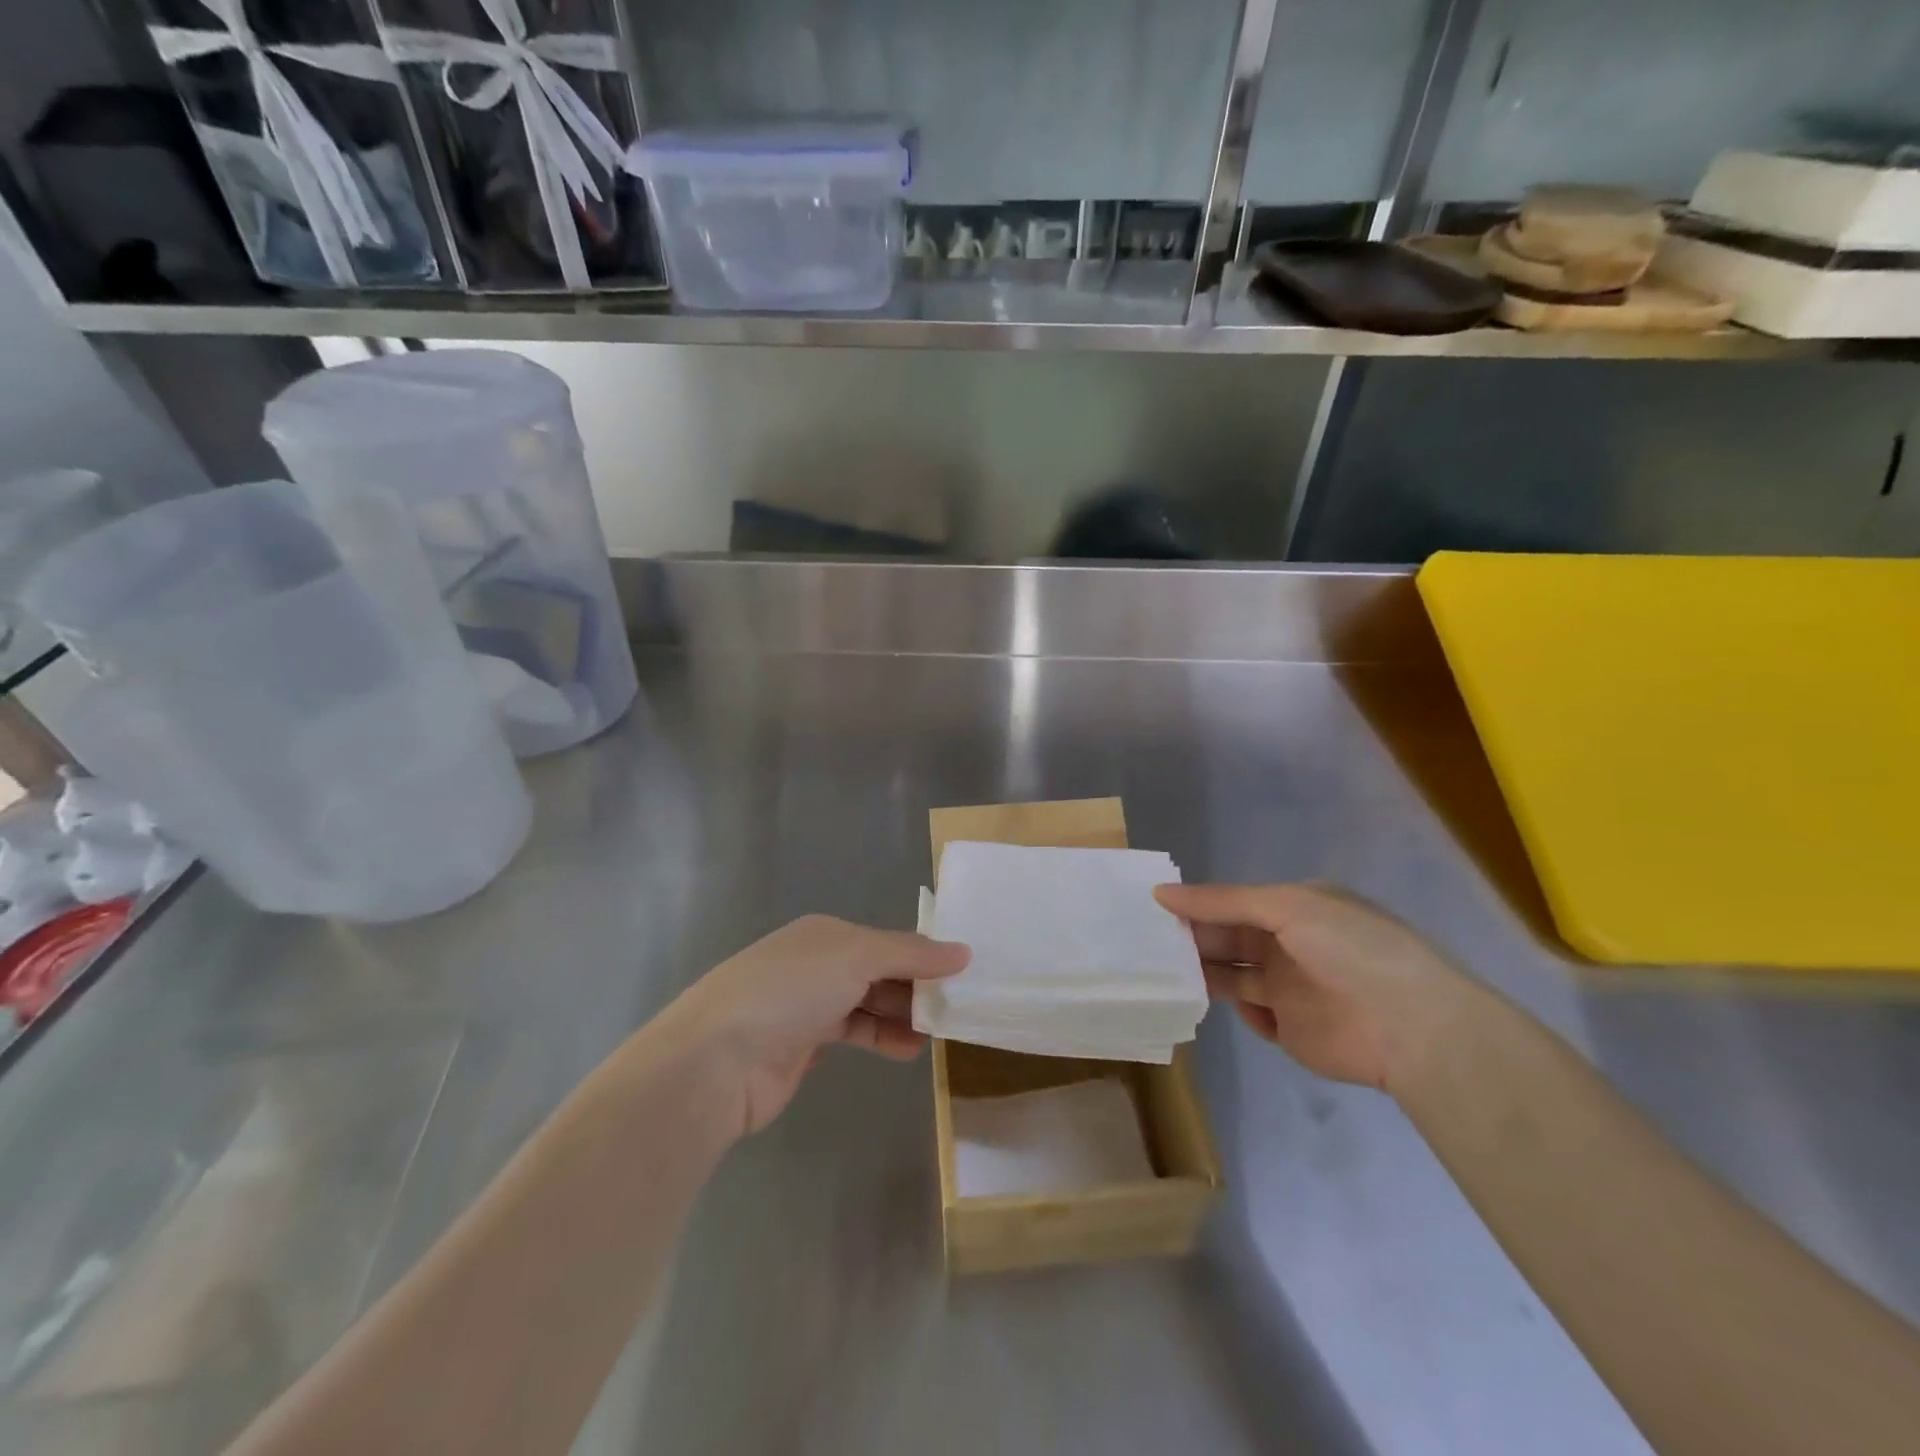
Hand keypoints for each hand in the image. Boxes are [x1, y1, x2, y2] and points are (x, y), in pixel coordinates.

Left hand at [654, 915, 969, 1138]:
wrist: (716, 1060)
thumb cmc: (790, 991)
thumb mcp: (856, 957)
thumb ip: (911, 953)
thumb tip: (964, 951)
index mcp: (825, 933)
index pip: (886, 940)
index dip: (923, 955)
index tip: (961, 974)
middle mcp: (816, 963)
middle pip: (878, 971)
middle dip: (916, 986)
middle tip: (957, 1006)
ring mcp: (806, 1005)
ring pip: (867, 1003)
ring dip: (902, 1015)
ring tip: (939, 1030)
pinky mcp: (801, 1046)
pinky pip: (853, 1034)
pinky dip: (881, 1038)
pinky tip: (908, 1049)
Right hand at [1154, 882, 1471, 1092]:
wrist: (1412, 1026)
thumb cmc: (1349, 949)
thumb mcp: (1286, 907)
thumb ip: (1222, 901)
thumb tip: (1162, 892)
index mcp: (1295, 908)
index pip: (1233, 902)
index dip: (1196, 903)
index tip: (1153, 905)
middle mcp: (1289, 944)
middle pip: (1228, 937)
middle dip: (1192, 937)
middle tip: (1146, 940)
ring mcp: (1290, 988)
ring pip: (1232, 974)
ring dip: (1202, 971)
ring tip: (1162, 970)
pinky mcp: (1290, 1029)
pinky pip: (1249, 1013)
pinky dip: (1232, 1007)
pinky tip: (1212, 1001)